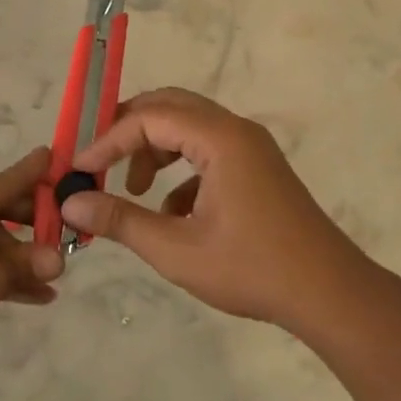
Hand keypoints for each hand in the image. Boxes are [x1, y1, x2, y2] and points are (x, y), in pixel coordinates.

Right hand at [59, 87, 379, 329]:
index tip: (79, 170)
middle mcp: (237, 131)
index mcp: (220, 139)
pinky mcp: (257, 169)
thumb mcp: (176, 249)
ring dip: (155, 149)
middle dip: (129, 131)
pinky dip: (181, 170)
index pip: (149, 118)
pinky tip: (173, 213)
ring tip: (133, 189)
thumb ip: (120, 220)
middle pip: (170, 106)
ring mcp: (251, 148)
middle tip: (98, 159)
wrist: (330, 294)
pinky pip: (208, 151)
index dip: (108, 140)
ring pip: (189, 127)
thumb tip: (71, 203)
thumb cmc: (252, 269)